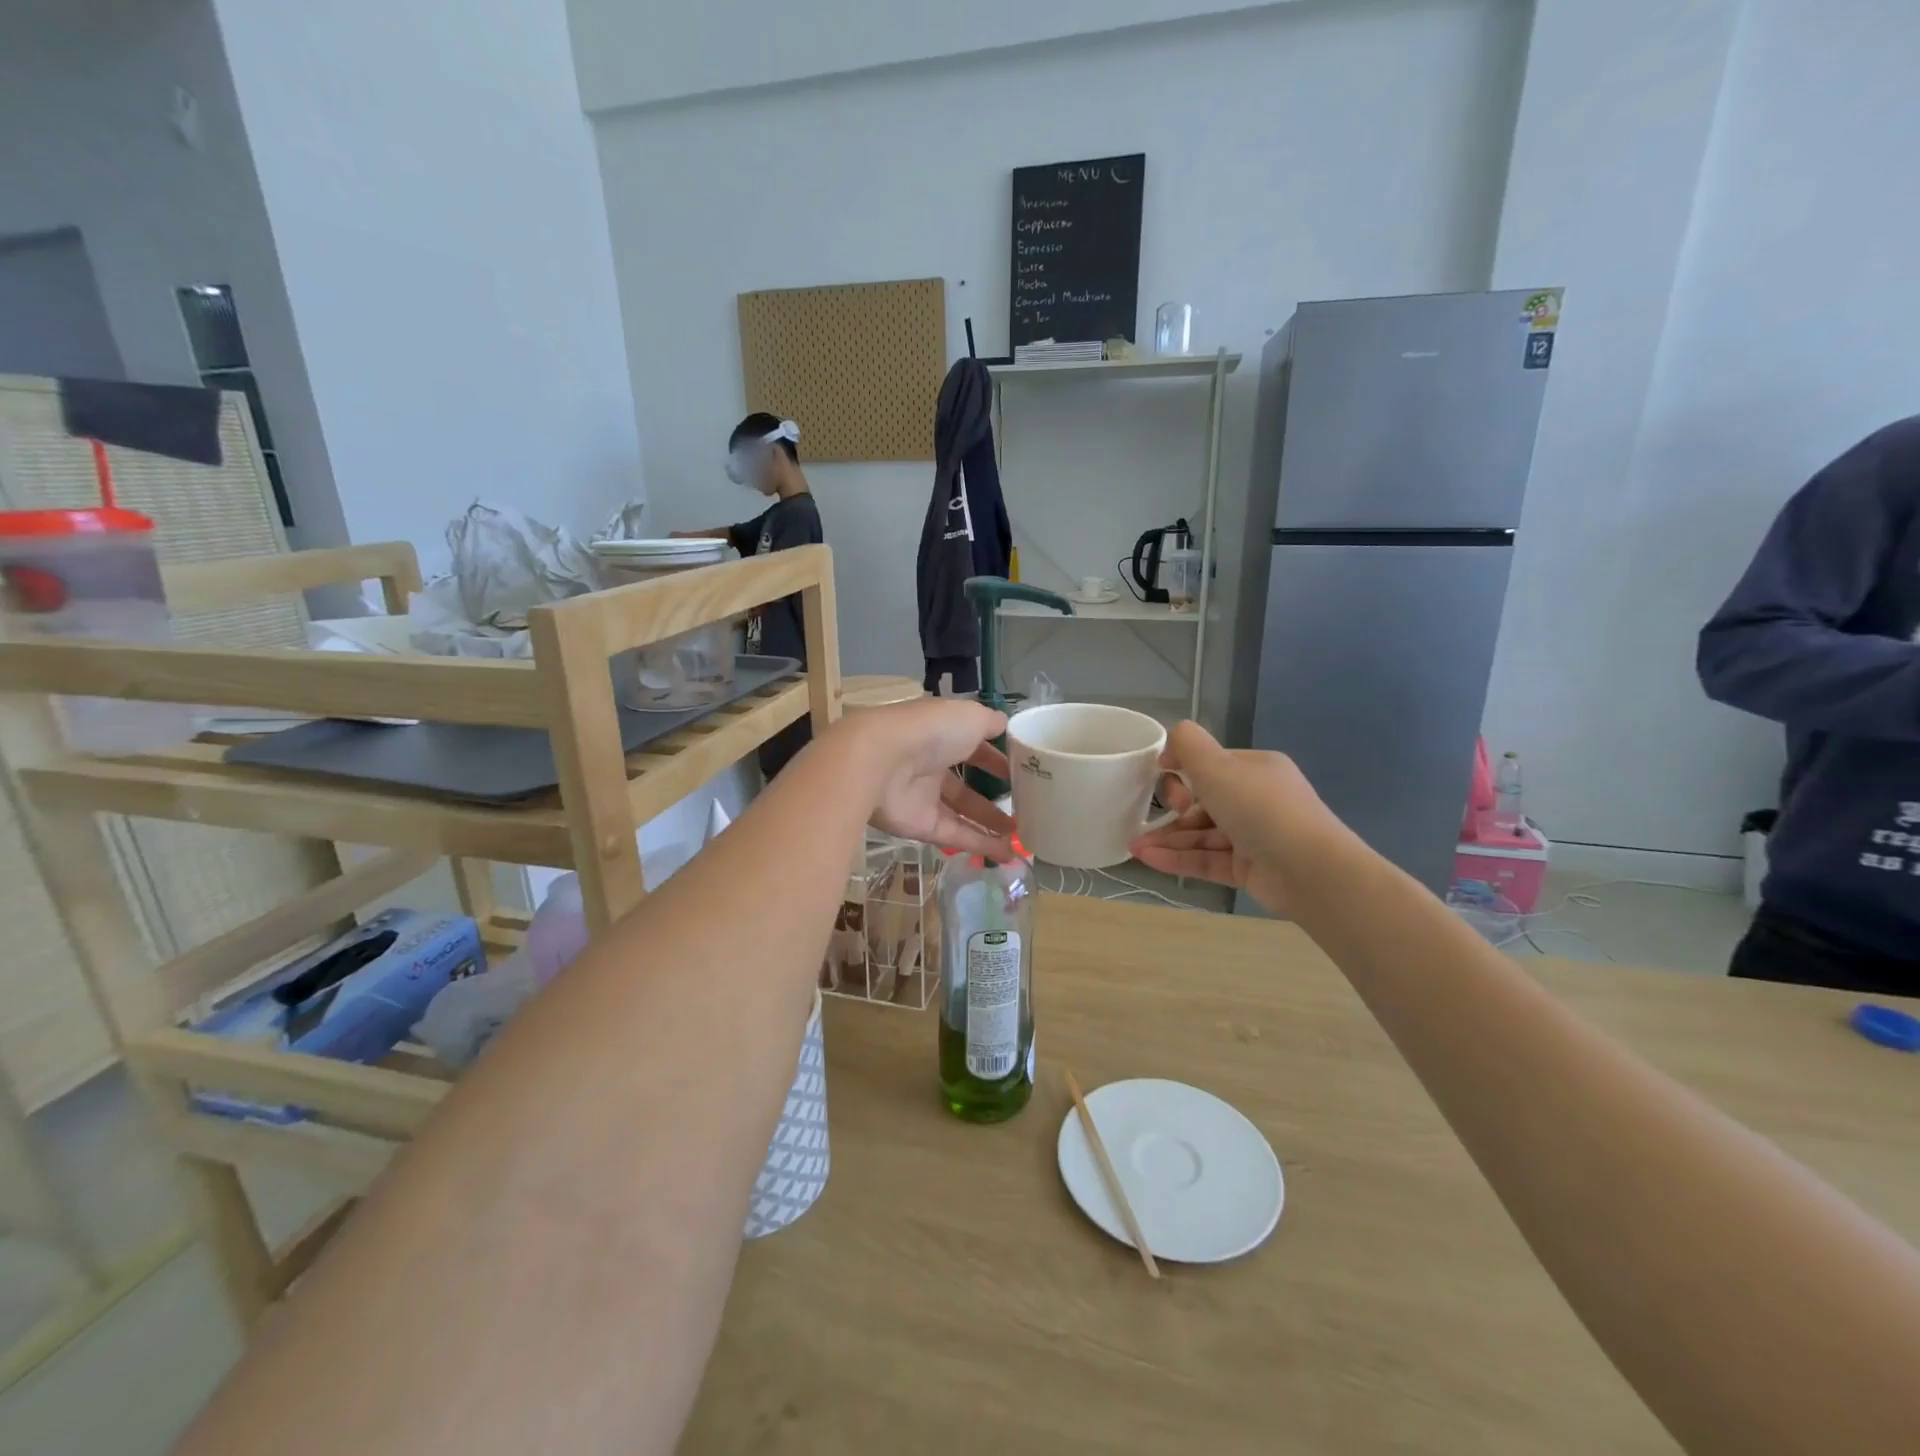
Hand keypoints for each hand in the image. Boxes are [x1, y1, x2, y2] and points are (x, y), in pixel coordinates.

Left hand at [851, 699, 1014, 858]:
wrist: (880, 761)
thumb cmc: (930, 730)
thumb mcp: (970, 716)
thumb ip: (989, 723)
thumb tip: (1004, 725)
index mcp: (940, 734)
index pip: (971, 746)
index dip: (995, 758)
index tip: (1019, 771)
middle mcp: (930, 765)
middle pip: (966, 784)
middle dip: (994, 796)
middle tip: (1024, 807)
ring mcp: (924, 797)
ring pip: (962, 813)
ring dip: (990, 824)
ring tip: (1020, 834)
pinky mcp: (920, 826)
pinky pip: (956, 835)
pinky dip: (981, 844)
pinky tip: (1007, 852)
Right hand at [1129, 721, 1344, 913]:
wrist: (1310, 871)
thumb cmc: (1261, 809)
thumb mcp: (1218, 766)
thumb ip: (1188, 745)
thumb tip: (1169, 740)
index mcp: (1255, 769)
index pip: (1211, 765)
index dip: (1181, 769)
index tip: (1159, 777)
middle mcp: (1256, 799)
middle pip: (1203, 802)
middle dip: (1171, 810)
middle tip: (1148, 817)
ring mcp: (1254, 837)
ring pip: (1202, 834)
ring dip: (1167, 838)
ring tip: (1135, 846)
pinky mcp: (1249, 869)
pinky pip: (1207, 859)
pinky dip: (1178, 859)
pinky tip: (1148, 859)